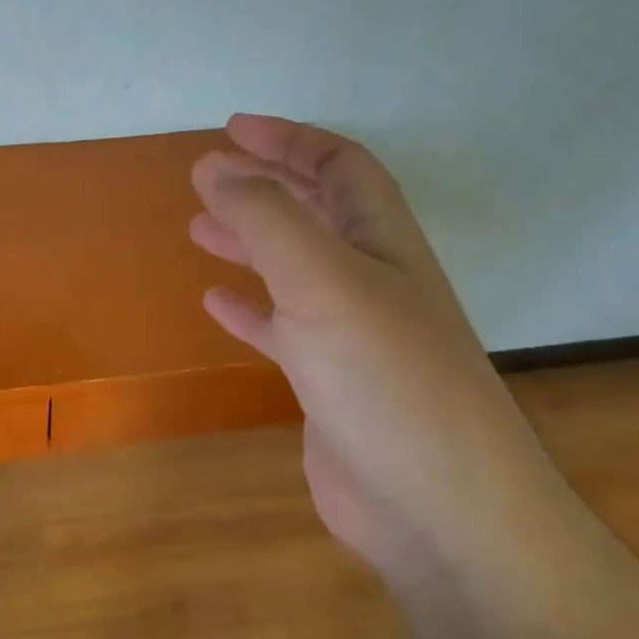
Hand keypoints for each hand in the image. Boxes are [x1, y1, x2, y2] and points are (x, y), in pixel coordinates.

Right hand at [189, 115, 549, 573]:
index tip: (231, 129)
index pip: (339, 165)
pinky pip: (282, 329)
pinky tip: (216, 302)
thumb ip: (266, 218)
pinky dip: (249, 309)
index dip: (288, 139)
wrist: (438, 510)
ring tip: (199, 228)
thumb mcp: (322, 280)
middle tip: (209, 173)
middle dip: (266, 185)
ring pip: (294, 268)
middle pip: (317, 211)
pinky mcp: (330, 384)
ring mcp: (351, 334)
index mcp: (382, 241)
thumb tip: (214, 164)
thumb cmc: (386, 378)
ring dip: (250, 242)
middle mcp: (371, 279)